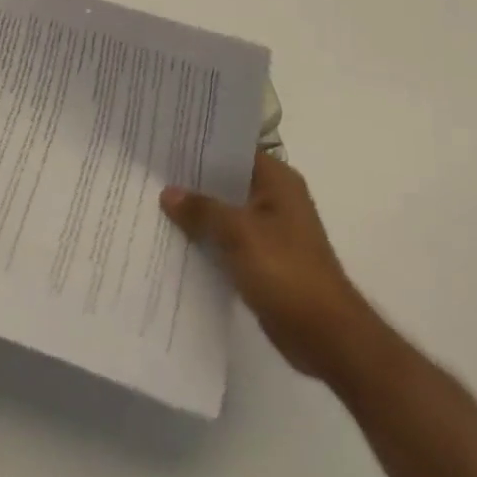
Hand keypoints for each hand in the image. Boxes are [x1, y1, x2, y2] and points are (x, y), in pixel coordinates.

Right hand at [161, 151, 372, 383]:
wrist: (325, 334)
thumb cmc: (286, 271)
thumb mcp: (239, 233)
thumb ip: (202, 210)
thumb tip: (168, 192)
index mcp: (278, 180)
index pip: (234, 149)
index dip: (201, 145)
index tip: (166, 141)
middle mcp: (275, 199)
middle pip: (227, 180)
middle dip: (193, 180)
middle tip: (151, 171)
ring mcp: (270, 230)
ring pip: (225, 212)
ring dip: (198, 213)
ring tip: (153, 202)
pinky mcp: (263, 260)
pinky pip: (228, 240)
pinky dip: (207, 240)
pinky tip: (175, 240)